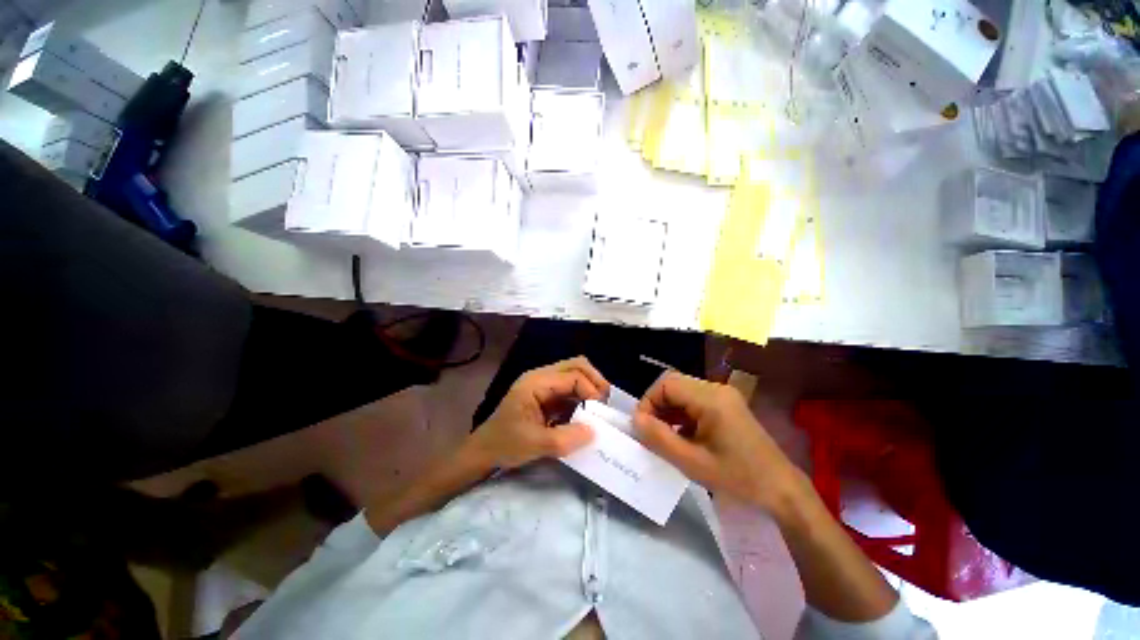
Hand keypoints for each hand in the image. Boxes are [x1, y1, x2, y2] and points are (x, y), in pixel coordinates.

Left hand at [468, 357, 609, 469]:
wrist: (484, 452)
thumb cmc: (504, 444)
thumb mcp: (534, 444)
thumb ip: (564, 439)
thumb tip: (594, 431)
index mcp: (536, 382)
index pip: (572, 375)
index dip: (590, 390)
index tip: (601, 412)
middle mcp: (542, 378)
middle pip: (576, 366)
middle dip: (594, 381)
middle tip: (606, 403)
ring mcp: (545, 386)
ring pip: (575, 376)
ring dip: (590, 389)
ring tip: (601, 409)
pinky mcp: (548, 397)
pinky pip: (571, 390)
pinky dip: (583, 399)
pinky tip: (589, 414)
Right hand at [633, 371, 804, 509]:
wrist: (781, 491)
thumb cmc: (738, 478)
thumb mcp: (692, 462)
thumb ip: (659, 438)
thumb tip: (635, 420)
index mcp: (710, 399)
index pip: (666, 384)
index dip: (648, 401)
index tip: (642, 426)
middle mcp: (716, 389)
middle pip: (674, 384)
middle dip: (656, 405)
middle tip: (649, 431)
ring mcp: (723, 396)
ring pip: (682, 392)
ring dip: (668, 410)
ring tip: (662, 435)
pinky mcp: (726, 406)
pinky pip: (694, 401)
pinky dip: (681, 414)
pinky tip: (680, 435)